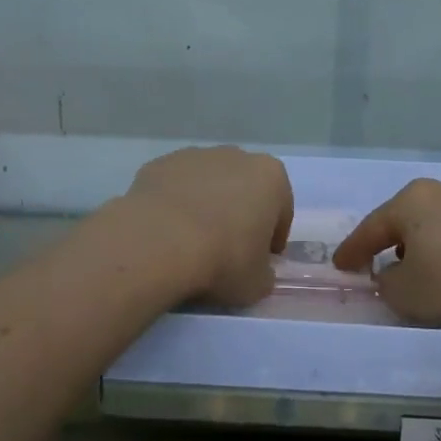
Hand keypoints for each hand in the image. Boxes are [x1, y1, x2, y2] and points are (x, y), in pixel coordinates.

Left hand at [124, 147, 293, 306]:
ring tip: (191, 242)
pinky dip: (174, 205)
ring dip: (205, 205)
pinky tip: (165, 233)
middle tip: (227, 250)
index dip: (272, 237)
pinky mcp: (159, 164)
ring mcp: (194, 156)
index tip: (261, 260)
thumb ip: (264, 273)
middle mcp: (235, 156)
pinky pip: (174, 187)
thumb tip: (256, 271)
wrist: (159, 243)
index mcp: (270, 176)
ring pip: (207, 183)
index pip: (281, 209)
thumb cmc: (223, 259)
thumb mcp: (258, 284)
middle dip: (238, 213)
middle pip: (243, 188)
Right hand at [333, 179, 440, 328]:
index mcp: (411, 199)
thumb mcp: (404, 292)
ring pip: (435, 228)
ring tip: (415, 273)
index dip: (353, 250)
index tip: (340, 267)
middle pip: (405, 221)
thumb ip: (386, 283)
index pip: (372, 226)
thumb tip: (390, 277)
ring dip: (421, 249)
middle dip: (388, 243)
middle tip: (374, 264)